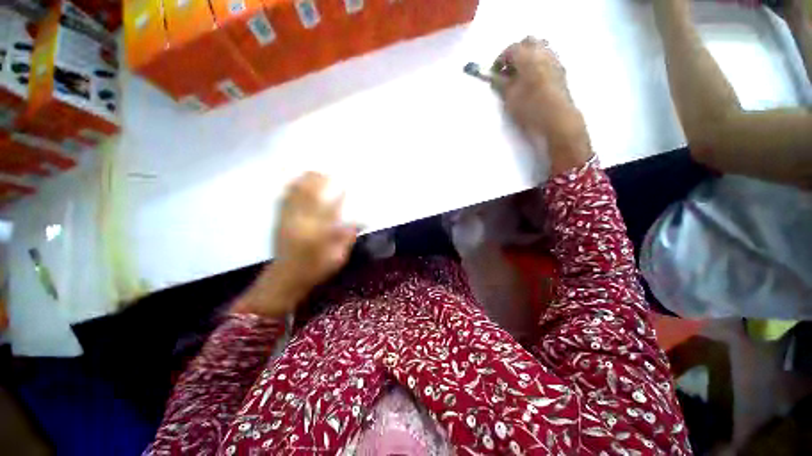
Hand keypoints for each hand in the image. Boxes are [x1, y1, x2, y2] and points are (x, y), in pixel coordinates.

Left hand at [234, 172, 356, 317]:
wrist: (285, 279)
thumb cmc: (315, 269)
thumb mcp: (337, 258)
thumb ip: (347, 238)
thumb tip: (358, 222)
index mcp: (318, 233)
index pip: (330, 209)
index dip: (338, 196)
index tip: (344, 185)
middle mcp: (302, 222)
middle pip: (310, 195)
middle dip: (319, 181)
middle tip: (329, 173)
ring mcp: (288, 220)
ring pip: (295, 194)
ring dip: (304, 181)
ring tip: (314, 172)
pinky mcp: (280, 221)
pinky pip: (284, 199)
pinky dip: (290, 187)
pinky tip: (296, 181)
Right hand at [493, 37, 593, 173]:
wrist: (557, 119)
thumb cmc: (530, 108)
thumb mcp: (509, 98)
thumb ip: (501, 84)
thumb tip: (495, 78)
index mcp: (528, 57)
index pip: (510, 49)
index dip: (499, 60)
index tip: (494, 72)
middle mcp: (543, 53)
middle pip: (527, 42)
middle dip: (515, 53)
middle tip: (507, 70)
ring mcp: (554, 60)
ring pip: (539, 48)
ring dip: (527, 57)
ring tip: (519, 76)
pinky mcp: (561, 71)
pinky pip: (547, 58)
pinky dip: (537, 64)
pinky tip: (532, 80)